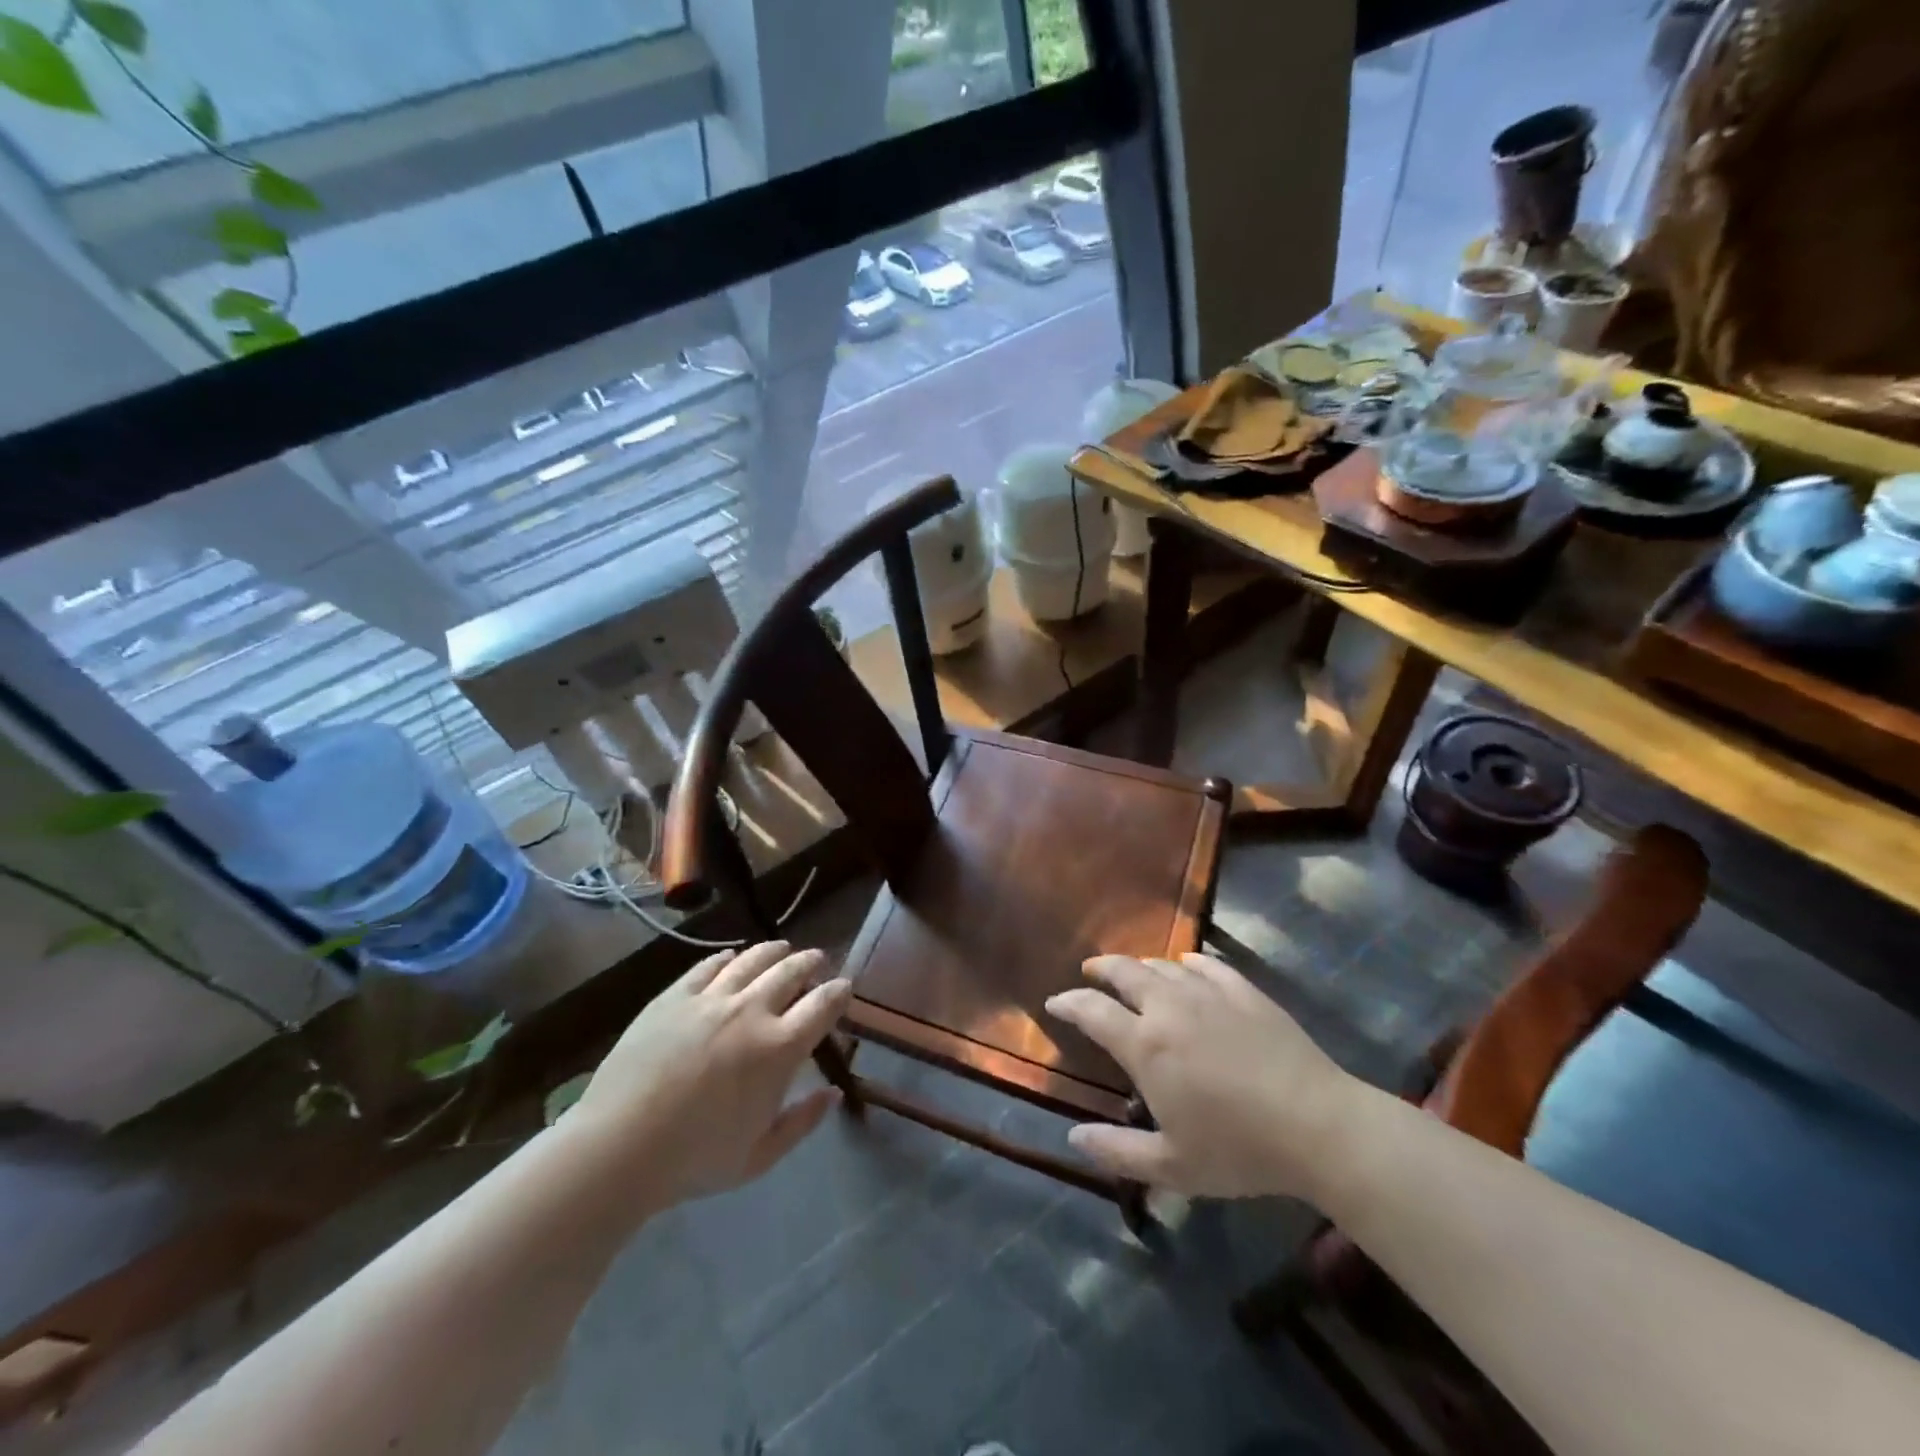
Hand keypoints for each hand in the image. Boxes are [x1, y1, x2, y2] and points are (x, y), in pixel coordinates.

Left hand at [568, 940, 851, 1215]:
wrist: (619, 1148)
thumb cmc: (695, 1160)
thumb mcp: (759, 1156)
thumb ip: (802, 1121)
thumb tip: (833, 1094)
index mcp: (780, 1048)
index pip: (823, 1005)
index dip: (839, 992)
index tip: (844, 986)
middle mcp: (752, 1011)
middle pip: (791, 972)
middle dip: (810, 962)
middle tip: (817, 960)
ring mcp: (711, 999)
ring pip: (753, 960)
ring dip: (774, 951)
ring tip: (782, 948)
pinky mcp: (675, 996)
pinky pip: (708, 966)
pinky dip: (727, 958)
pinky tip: (731, 957)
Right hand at [1046, 953, 1355, 1201]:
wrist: (1318, 1125)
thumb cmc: (1239, 1148)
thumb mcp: (1172, 1166)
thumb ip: (1117, 1151)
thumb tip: (1072, 1139)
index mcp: (1146, 1045)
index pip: (1092, 1011)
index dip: (1068, 1003)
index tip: (1055, 1003)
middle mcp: (1169, 1007)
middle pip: (1124, 972)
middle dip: (1101, 969)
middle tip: (1090, 972)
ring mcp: (1209, 994)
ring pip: (1163, 965)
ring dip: (1141, 966)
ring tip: (1135, 974)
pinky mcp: (1245, 991)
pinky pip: (1207, 965)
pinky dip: (1188, 963)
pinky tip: (1188, 966)